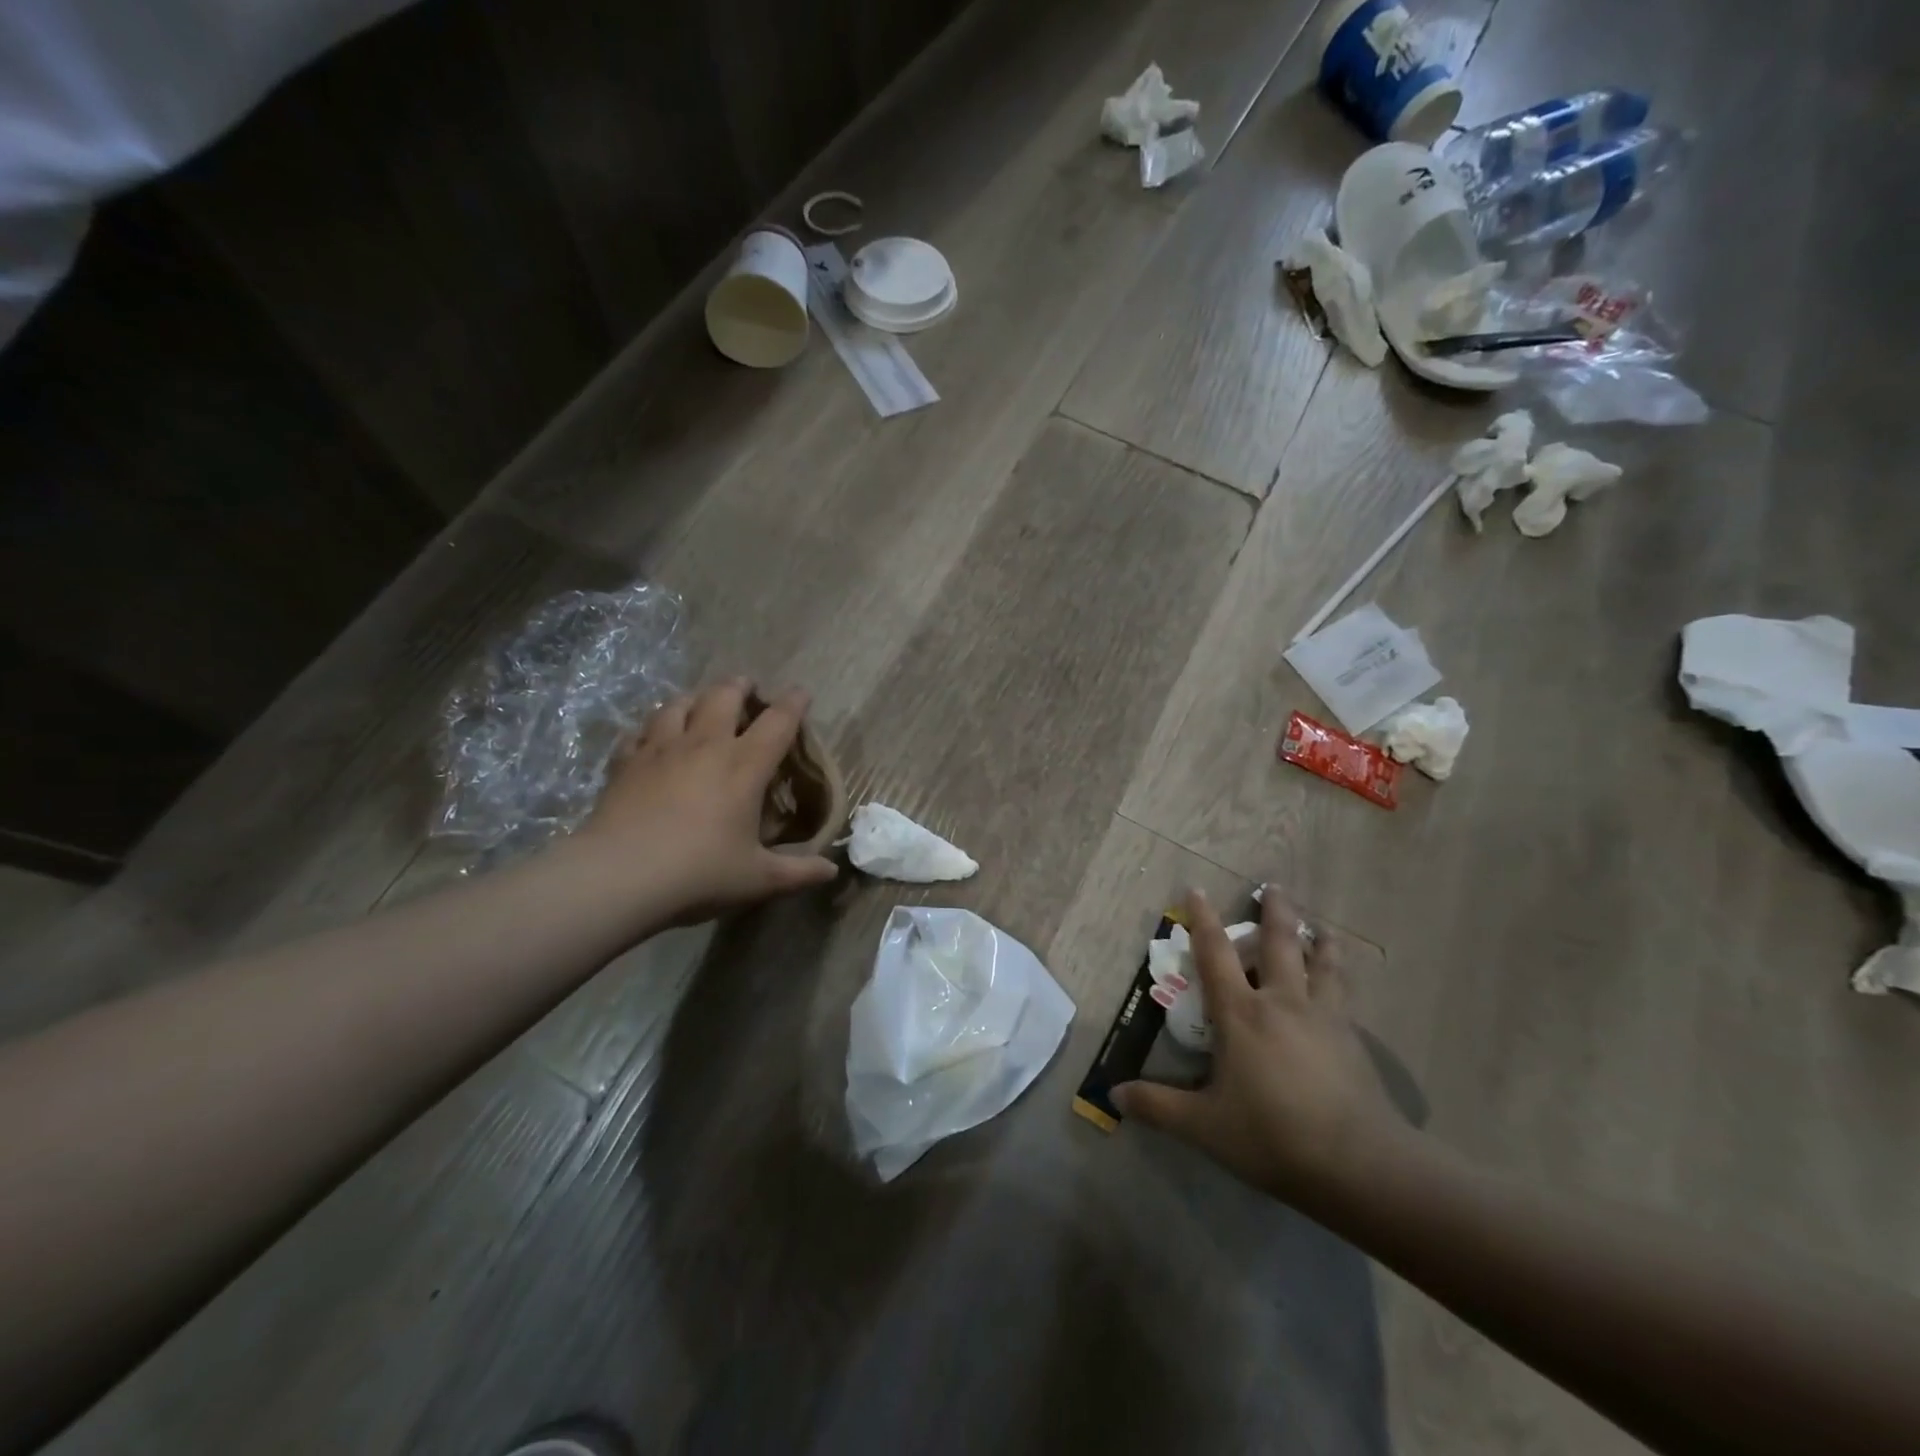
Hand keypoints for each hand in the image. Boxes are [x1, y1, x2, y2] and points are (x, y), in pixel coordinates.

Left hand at [574, 680, 838, 922]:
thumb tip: (831, 872)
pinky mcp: (625, 762)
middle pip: (724, 696)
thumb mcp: (757, 879)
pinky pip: (639, 732)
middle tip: (747, 687)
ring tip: (699, 703)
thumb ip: (798, 872)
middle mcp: (705, 745)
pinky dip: (650, 728)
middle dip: (740, 686)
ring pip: (678, 704)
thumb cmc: (699, 872)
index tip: (801, 693)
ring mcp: (660, 749)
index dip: (794, 703)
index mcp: (744, 766)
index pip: (778, 722)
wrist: (619, 876)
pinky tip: (650, 737)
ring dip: (694, 698)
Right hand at [1113, 887, 1409, 1208]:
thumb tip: (1113, 1094)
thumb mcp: (1205, 1126)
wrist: (1359, 1164)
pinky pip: (1344, 996)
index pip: (1215, 954)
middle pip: (1280, 943)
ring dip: (1319, 941)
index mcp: (1241, 1013)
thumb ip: (1158, 1106)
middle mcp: (1282, 1002)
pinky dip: (1339, 979)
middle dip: (1275, 911)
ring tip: (1322, 928)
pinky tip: (1342, 987)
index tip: (1196, 889)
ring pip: (1322, 964)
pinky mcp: (1353, 1040)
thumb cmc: (1272, 1136)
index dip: (1202, 920)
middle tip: (1273, 886)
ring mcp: (1324, 1018)